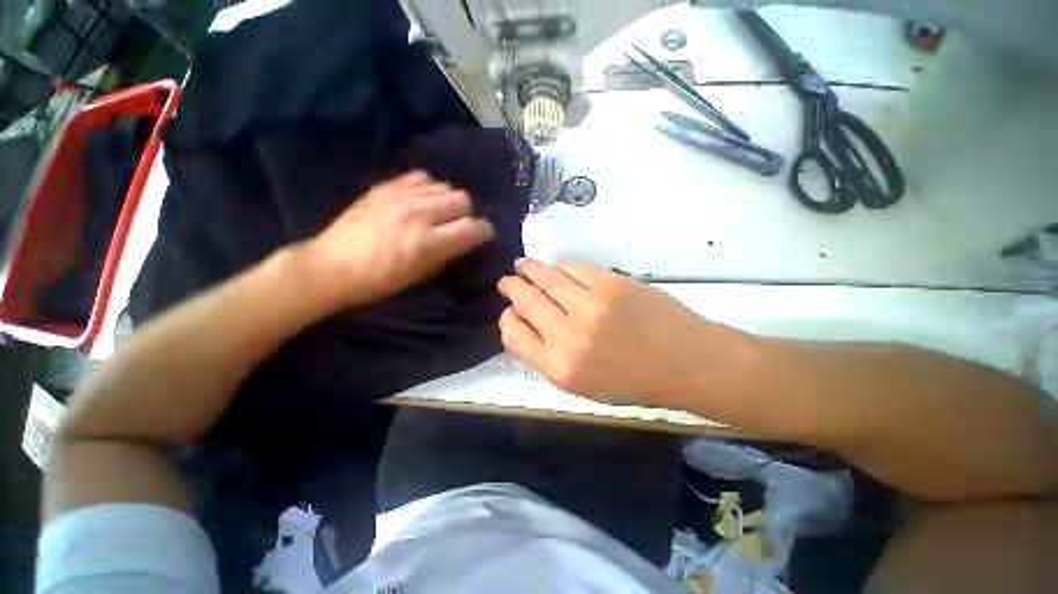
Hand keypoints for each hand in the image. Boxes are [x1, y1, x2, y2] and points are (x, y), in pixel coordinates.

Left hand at [302, 171, 494, 309]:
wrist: (330, 267)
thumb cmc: (379, 281)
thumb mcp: (420, 276)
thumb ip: (447, 254)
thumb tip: (462, 241)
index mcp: (427, 243)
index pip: (472, 228)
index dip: (484, 231)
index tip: (483, 236)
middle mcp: (418, 214)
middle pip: (462, 199)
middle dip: (467, 214)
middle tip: (459, 225)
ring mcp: (400, 196)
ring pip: (444, 186)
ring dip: (448, 201)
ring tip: (439, 213)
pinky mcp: (384, 187)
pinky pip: (420, 177)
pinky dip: (428, 188)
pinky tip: (421, 200)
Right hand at [497, 259, 755, 407]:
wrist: (686, 362)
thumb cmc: (633, 381)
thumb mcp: (583, 384)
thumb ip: (548, 356)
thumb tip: (526, 324)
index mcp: (560, 368)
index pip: (514, 336)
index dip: (507, 320)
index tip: (509, 312)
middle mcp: (569, 335)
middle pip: (525, 301)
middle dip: (511, 287)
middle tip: (507, 281)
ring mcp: (591, 305)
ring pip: (545, 278)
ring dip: (530, 270)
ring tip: (523, 266)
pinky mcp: (611, 283)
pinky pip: (573, 268)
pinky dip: (560, 267)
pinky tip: (557, 268)